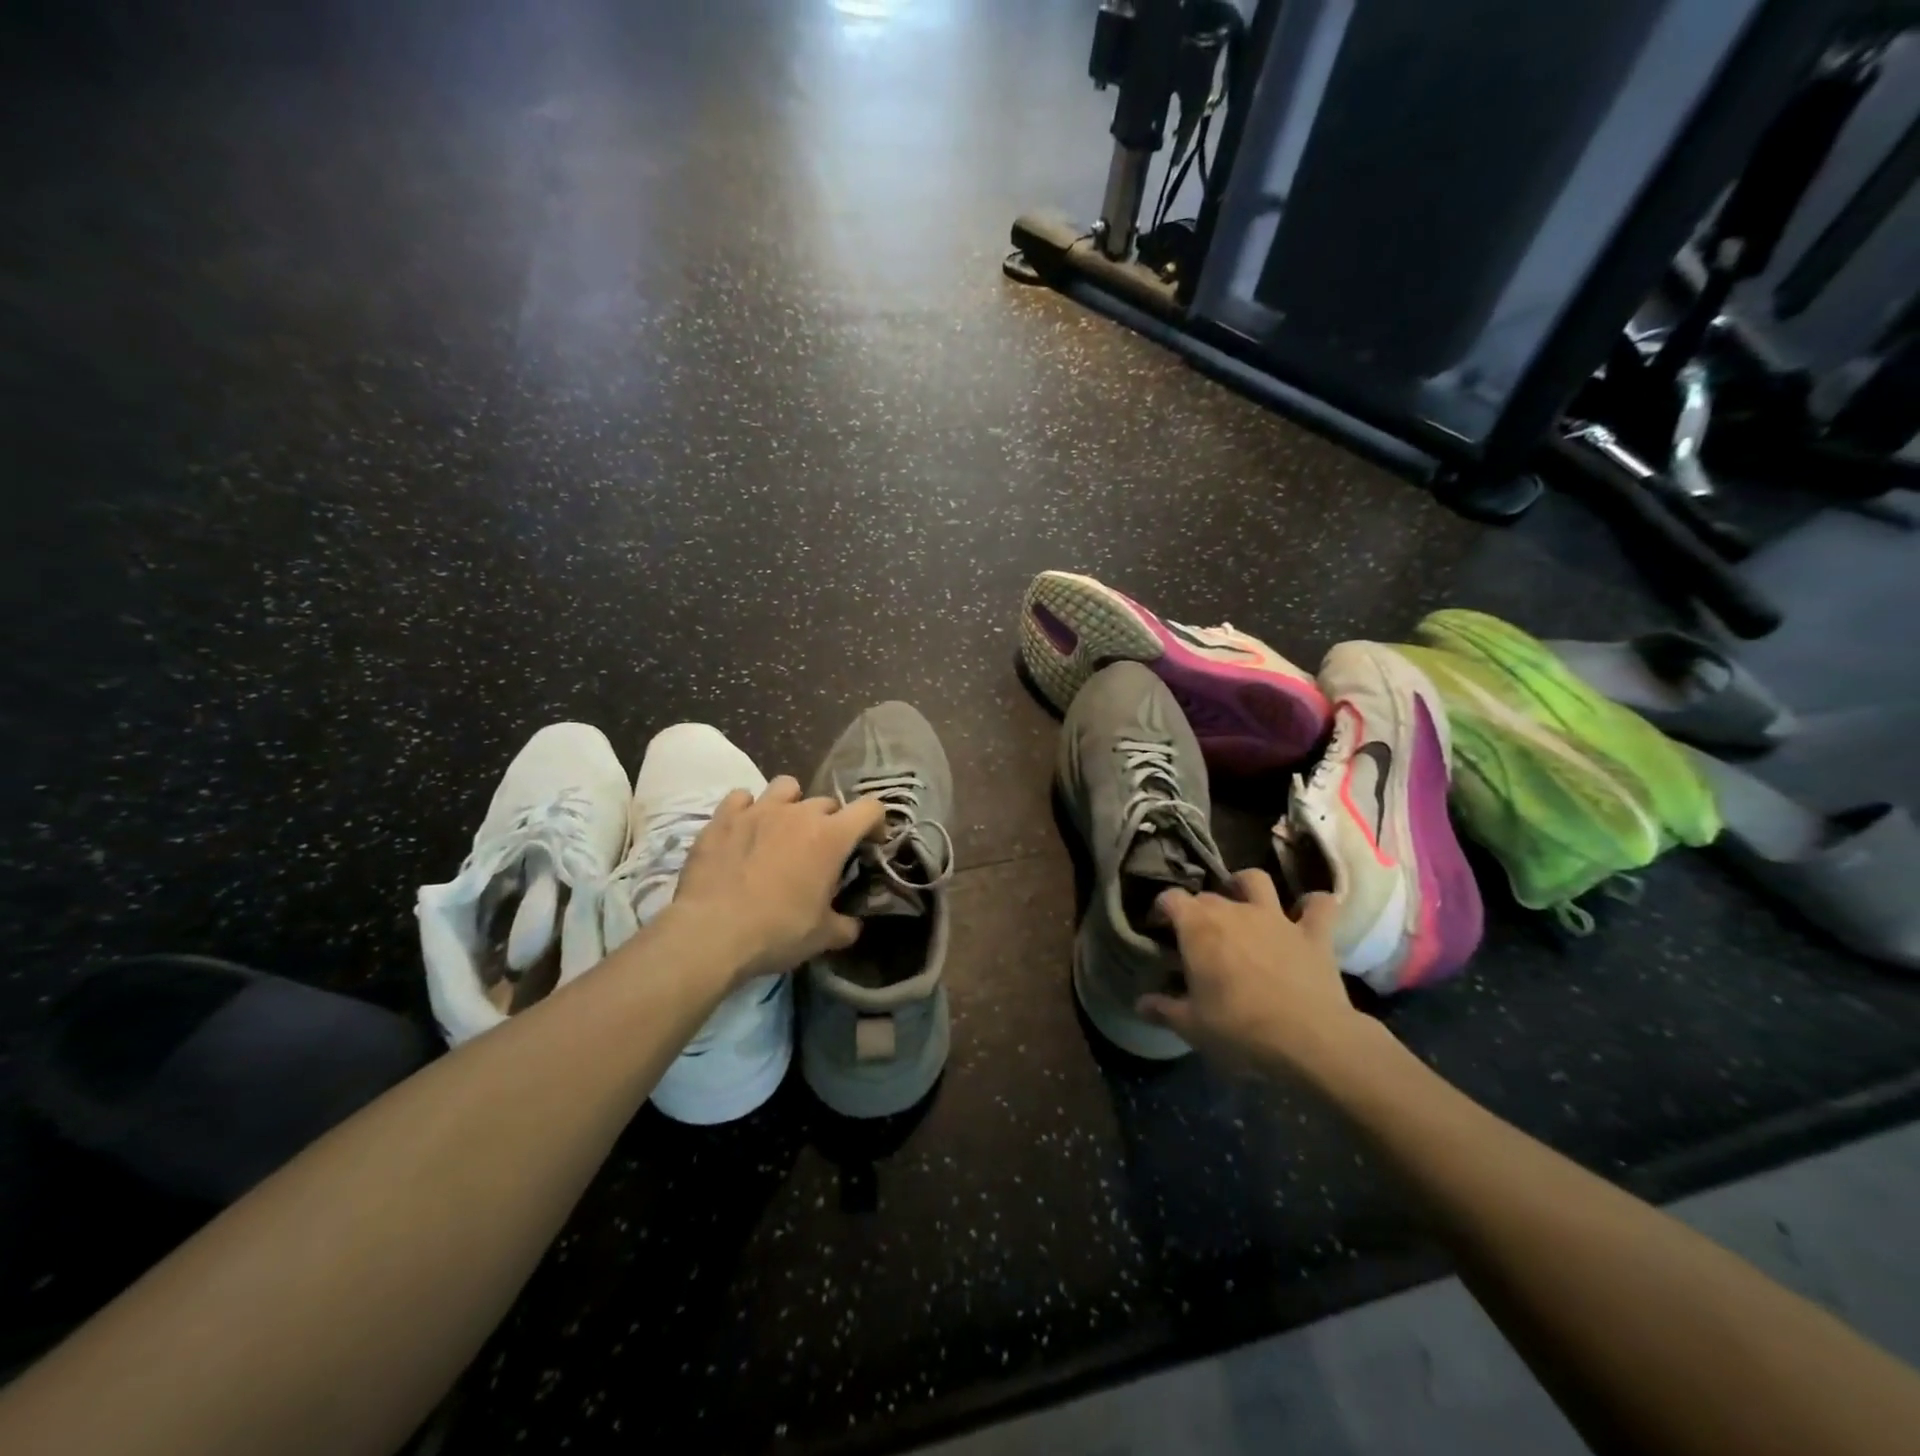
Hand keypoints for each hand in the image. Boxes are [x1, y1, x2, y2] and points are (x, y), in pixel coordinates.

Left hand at [670, 777, 886, 984]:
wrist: (712, 933)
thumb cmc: (777, 931)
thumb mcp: (823, 937)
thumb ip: (846, 925)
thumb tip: (853, 925)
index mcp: (831, 837)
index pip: (870, 808)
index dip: (875, 823)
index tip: (869, 843)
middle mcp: (799, 813)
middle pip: (827, 802)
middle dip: (831, 822)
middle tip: (821, 850)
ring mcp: (759, 810)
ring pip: (786, 786)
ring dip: (792, 803)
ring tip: (784, 827)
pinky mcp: (723, 817)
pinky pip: (742, 797)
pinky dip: (748, 808)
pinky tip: (744, 829)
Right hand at [1137, 869, 1385, 1082]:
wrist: (1310, 1041)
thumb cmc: (1239, 1030)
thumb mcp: (1190, 1026)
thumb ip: (1163, 1009)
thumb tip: (1141, 1003)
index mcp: (1198, 927)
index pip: (1170, 898)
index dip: (1161, 909)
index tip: (1158, 929)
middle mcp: (1234, 910)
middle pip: (1208, 895)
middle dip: (1198, 909)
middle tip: (1198, 937)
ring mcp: (1276, 918)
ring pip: (1257, 881)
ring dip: (1247, 885)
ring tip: (1243, 902)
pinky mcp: (1314, 934)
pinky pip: (1319, 905)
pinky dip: (1313, 905)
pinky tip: (1308, 913)